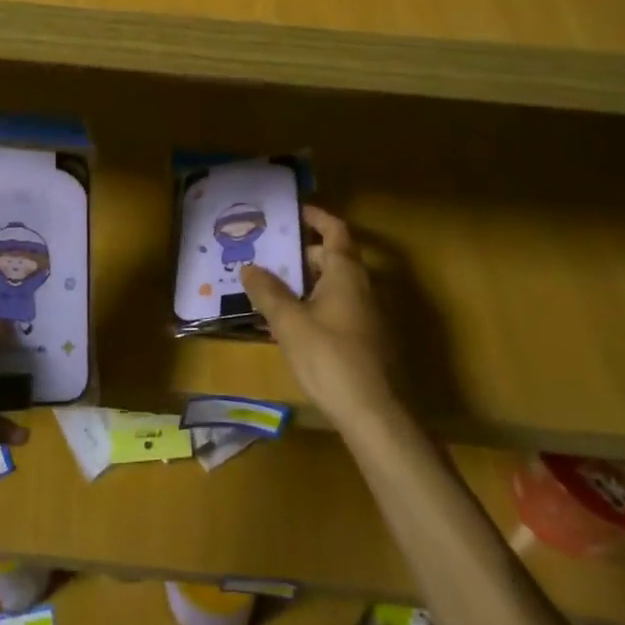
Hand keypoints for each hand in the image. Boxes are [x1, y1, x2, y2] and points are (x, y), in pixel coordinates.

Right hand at [241, 205, 398, 429]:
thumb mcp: (289, 323)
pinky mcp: (368, 340)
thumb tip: (249, 266)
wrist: (375, 414)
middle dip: (303, 253)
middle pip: (334, 258)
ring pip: (336, 285)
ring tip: (274, 288)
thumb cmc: (330, 358)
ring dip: (308, 282)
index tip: (294, 210)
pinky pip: (339, 308)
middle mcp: (362, 287)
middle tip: (271, 255)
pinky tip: (294, 325)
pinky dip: (317, 304)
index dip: (316, 217)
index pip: (335, 230)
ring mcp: (369, 315)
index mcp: (346, 273)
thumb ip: (268, 292)